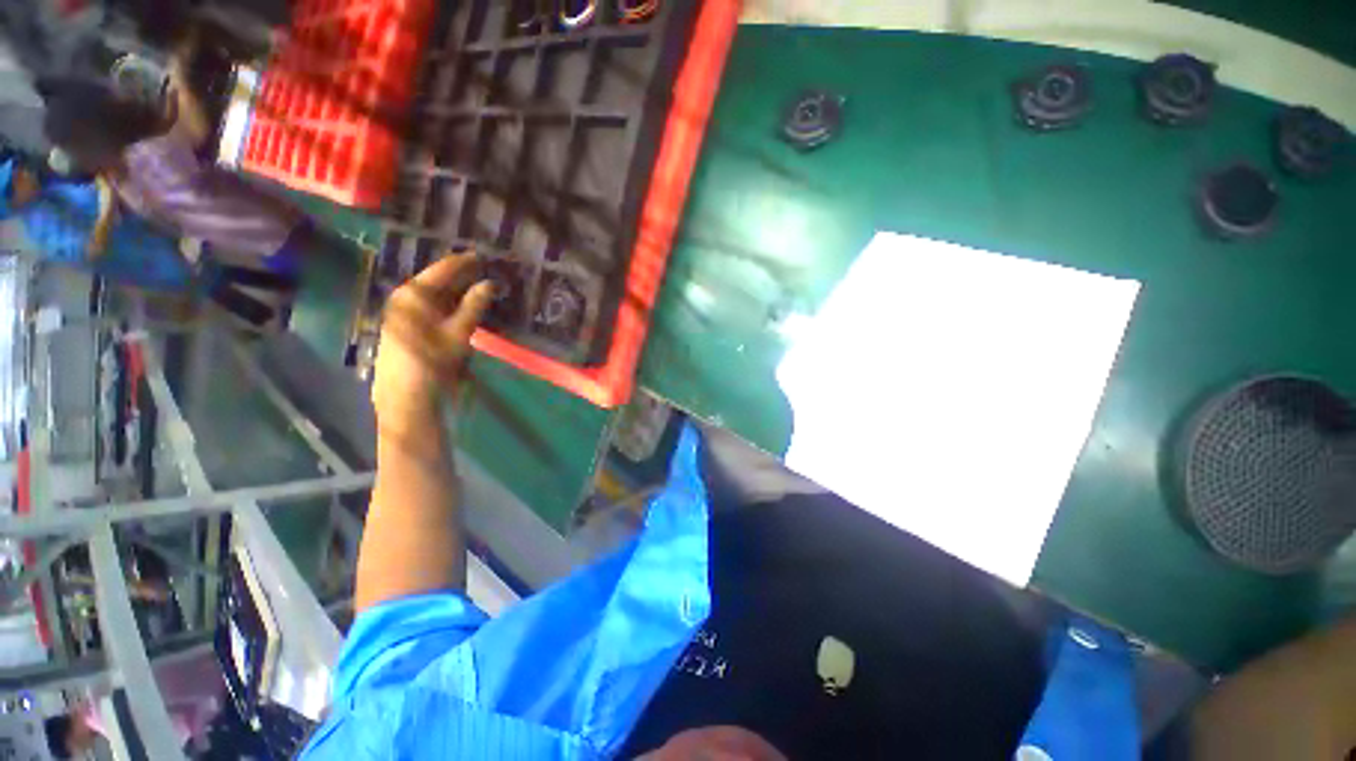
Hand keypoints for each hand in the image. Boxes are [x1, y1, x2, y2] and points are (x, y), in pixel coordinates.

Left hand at [372, 251, 492, 427]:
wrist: (405, 398)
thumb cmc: (432, 363)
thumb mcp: (458, 333)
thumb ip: (474, 305)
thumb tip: (491, 283)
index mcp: (413, 294)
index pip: (443, 269)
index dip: (466, 262)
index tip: (485, 256)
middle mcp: (405, 299)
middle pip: (438, 281)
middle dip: (463, 277)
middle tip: (488, 272)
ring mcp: (404, 314)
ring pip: (436, 295)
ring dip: (459, 292)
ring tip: (481, 288)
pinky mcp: (407, 328)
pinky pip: (432, 308)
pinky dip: (451, 305)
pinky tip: (464, 308)